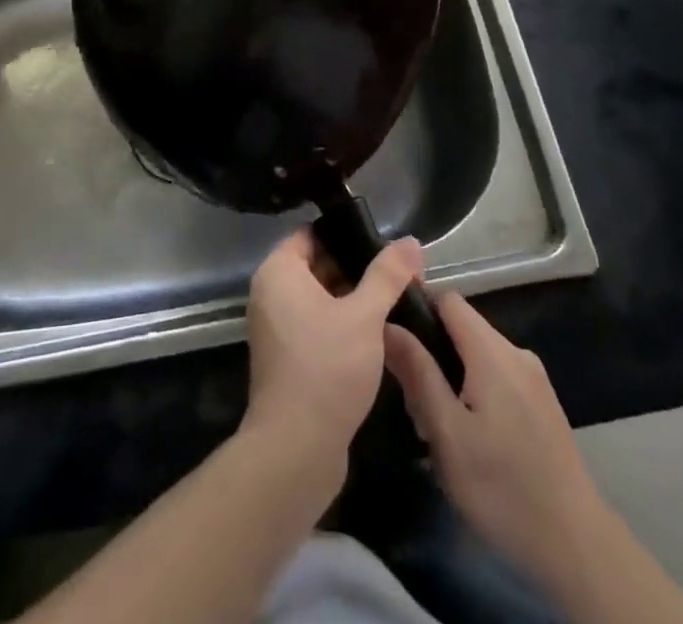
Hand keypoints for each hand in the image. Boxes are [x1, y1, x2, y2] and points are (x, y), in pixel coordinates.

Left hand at [243, 228, 422, 468]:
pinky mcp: (288, 357)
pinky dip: (342, 323)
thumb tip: (411, 241)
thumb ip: (388, 276)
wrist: (296, 450)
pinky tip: (377, 333)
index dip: (346, 234)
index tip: (382, 241)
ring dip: (353, 298)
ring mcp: (277, 327)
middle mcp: (271, 293)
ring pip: (320, 297)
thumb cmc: (327, 368)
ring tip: (395, 298)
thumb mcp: (364, 316)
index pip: (311, 235)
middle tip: (397, 272)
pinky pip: (316, 324)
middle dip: (356, 268)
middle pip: (317, 265)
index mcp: (278, 272)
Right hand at [385, 292, 603, 590]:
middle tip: (414, 404)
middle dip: (433, 355)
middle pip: (463, 329)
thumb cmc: (502, 488)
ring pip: (479, 356)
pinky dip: (476, 393)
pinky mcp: (543, 404)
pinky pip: (499, 377)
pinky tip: (469, 438)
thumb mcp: (447, 434)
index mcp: (492, 352)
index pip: (448, 300)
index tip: (396, 342)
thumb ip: (418, 373)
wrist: (577, 546)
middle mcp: (516, 353)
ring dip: (453, 379)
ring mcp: (534, 379)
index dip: (418, 310)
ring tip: (438, 428)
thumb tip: (389, 325)